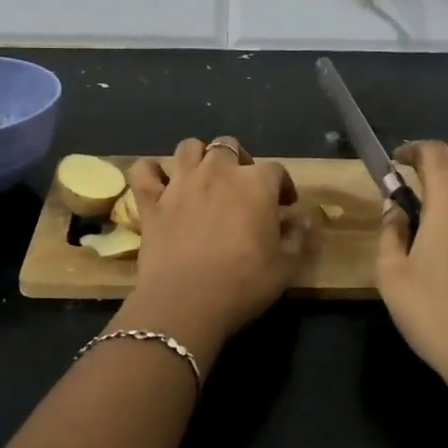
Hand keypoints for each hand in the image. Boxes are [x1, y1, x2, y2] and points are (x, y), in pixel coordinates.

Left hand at [126, 138, 309, 348]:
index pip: (276, 170)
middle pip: (228, 146)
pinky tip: (159, 184)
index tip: (284, 205)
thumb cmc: (243, 284)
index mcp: (255, 184)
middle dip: (238, 160)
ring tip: (203, 178)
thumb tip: (303, 219)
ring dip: (198, 157)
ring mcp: (180, 182)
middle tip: (242, 187)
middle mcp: (217, 171)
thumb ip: (297, 237)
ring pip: (188, 147)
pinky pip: (144, 170)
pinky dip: (151, 172)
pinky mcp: (151, 200)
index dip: (282, 185)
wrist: (187, 301)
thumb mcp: (285, 266)